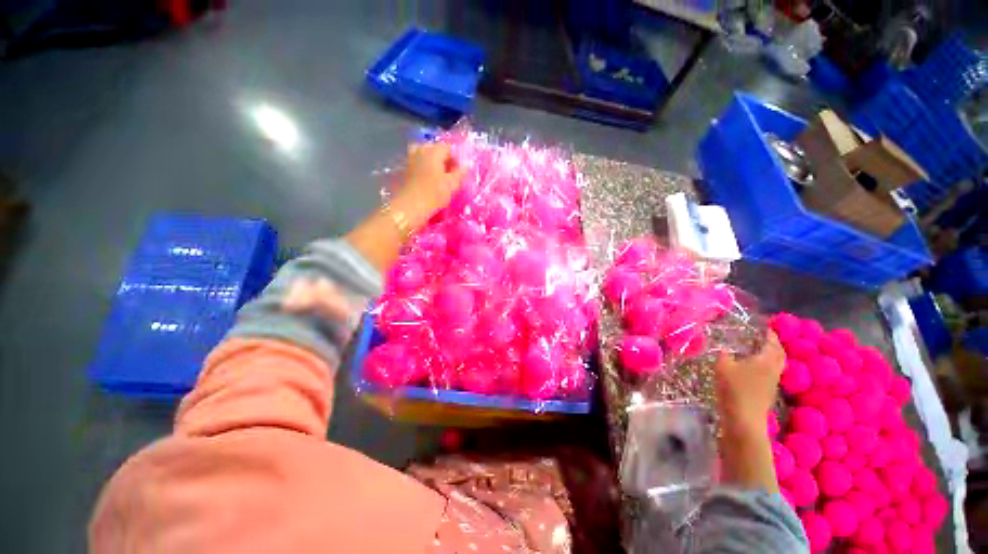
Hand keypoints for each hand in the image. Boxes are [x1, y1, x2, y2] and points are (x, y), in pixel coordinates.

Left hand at [392, 143, 463, 229]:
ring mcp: (410, 159)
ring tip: (438, 178)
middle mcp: (420, 150)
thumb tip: (465, 166)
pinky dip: (423, 170)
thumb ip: (460, 173)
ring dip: (432, 164)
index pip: (449, 148)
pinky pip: (417, 165)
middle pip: (435, 150)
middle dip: (443, 160)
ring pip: (424, 156)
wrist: (409, 208)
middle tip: (450, 175)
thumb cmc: (433, 195)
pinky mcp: (403, 170)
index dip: (456, 159)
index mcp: (433, 150)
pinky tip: (427, 182)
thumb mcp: (452, 185)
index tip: (459, 172)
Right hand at [714, 330, 784, 432]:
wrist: (744, 418)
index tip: (765, 327)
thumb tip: (724, 348)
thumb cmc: (734, 388)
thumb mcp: (722, 366)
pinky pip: (771, 373)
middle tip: (765, 338)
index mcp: (765, 360)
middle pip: (779, 354)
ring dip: (772, 356)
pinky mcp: (768, 392)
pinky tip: (754, 368)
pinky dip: (767, 366)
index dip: (770, 334)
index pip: (772, 343)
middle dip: (774, 345)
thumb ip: (724, 354)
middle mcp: (773, 370)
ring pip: (777, 365)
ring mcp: (772, 382)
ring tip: (760, 351)